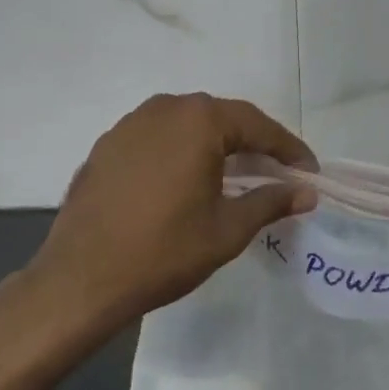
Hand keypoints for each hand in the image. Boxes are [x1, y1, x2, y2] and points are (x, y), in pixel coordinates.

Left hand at [5, 94, 316, 345]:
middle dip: (254, 142)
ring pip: (189, 124)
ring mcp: (131, 124)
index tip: (309, 171)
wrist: (79, 280)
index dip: (288, 149)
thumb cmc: (163, 252)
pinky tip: (188, 179)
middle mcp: (166, 108)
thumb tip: (307, 193)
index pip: (258, 126)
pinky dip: (182, 151)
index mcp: (199, 120)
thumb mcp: (227, 229)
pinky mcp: (108, 144)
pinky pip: (159, 137)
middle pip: (223, 118)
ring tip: (236, 173)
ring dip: (217, 144)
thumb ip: (271, 201)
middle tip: (277, 171)